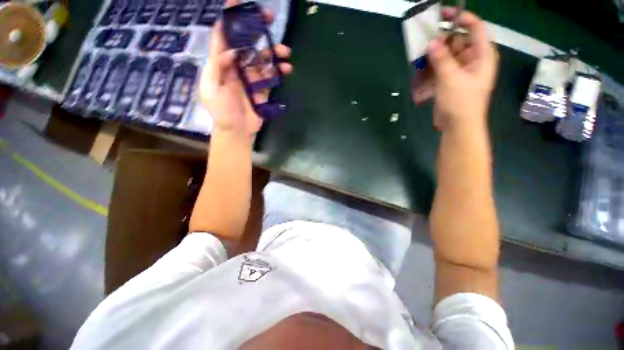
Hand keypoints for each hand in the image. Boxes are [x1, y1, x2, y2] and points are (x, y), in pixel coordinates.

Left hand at [199, 9, 292, 137]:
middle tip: (269, 17)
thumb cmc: (221, 112)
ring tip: (286, 52)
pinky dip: (280, 72)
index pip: (224, 36)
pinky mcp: (262, 90)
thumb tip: (232, 50)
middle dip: (256, 29)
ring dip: (274, 53)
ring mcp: (251, 78)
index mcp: (221, 64)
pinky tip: (287, 69)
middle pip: (247, 43)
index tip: (238, 2)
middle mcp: (237, 67)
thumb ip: (217, 67)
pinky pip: (272, 77)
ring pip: (263, 59)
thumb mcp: (211, 89)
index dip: (230, 18)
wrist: (236, 131)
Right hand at [428, 8, 498, 132]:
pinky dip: (432, 66)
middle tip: (425, 38)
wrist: (458, 125)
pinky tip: (421, 67)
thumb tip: (431, 42)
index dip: (461, 18)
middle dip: (443, 38)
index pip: (475, 28)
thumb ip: (442, 59)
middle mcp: (473, 59)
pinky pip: (441, 67)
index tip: (443, 14)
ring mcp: (460, 70)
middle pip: (458, 40)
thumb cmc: (461, 102)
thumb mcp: (451, 78)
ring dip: (434, 54)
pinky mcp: (450, 80)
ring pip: (447, 54)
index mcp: (482, 55)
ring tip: (419, 54)